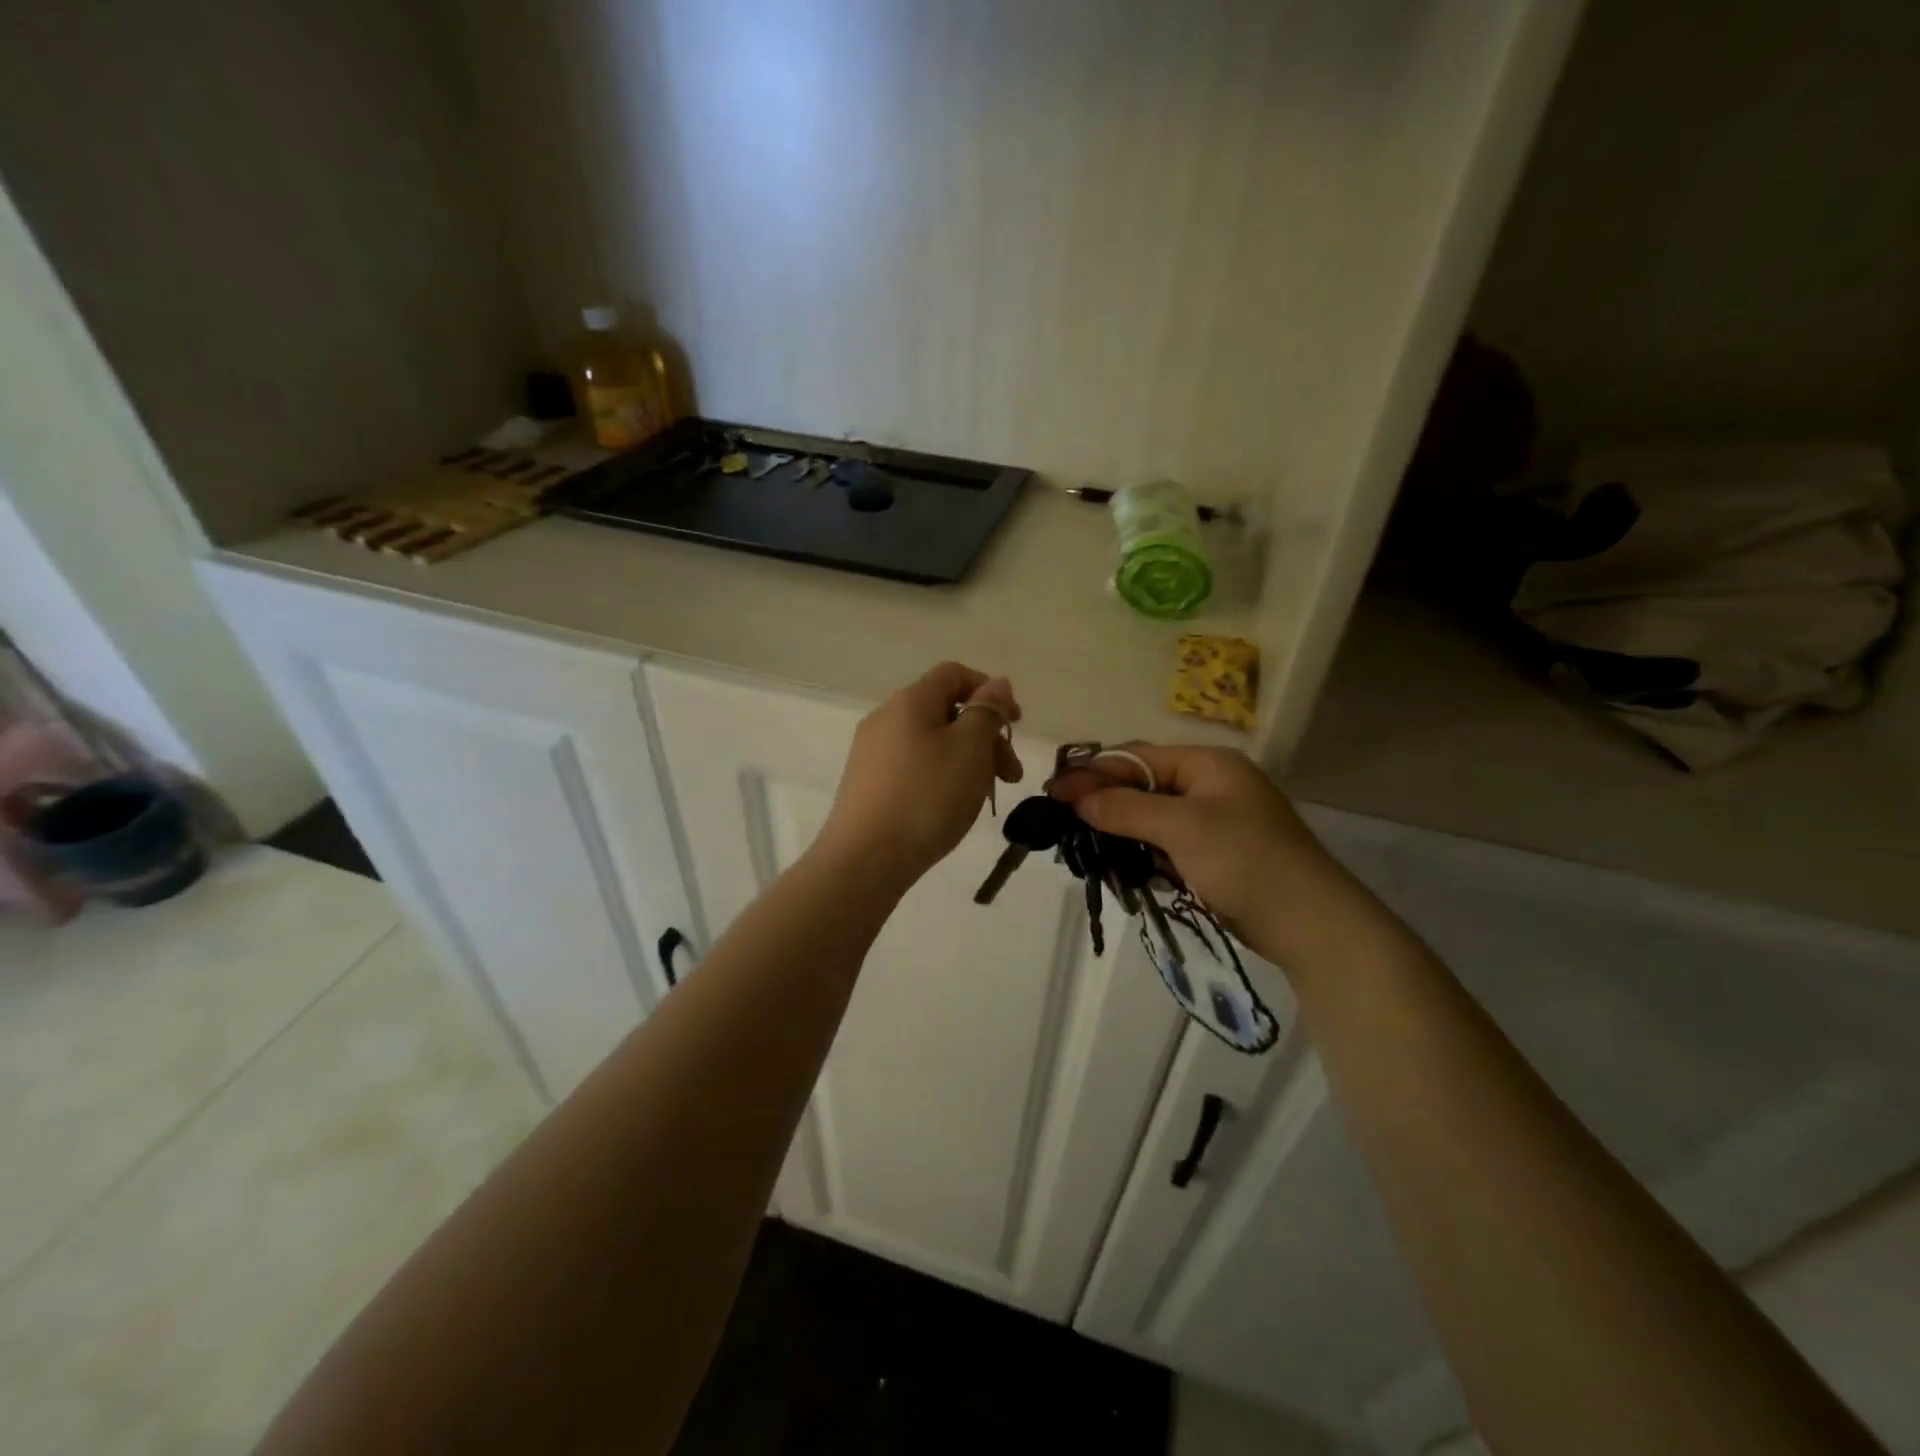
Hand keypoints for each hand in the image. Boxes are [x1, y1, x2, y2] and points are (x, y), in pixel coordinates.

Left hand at [817, 663, 1022, 885]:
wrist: (865, 859)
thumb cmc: (927, 797)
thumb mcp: (970, 749)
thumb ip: (986, 711)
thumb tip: (995, 685)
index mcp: (909, 701)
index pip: (954, 674)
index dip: (989, 690)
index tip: (1015, 722)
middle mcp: (885, 719)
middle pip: (945, 710)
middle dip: (985, 735)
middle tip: (1011, 774)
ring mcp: (872, 753)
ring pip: (931, 742)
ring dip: (967, 759)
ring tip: (986, 795)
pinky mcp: (868, 784)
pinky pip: (914, 766)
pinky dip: (941, 776)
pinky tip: (951, 807)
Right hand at [1051, 744, 1384, 972]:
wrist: (1311, 923)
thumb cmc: (1246, 861)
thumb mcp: (1182, 828)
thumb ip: (1126, 808)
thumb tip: (1076, 797)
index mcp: (1208, 764)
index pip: (1137, 758)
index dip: (1094, 773)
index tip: (1053, 791)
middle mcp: (1210, 785)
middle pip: (1143, 785)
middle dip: (1103, 801)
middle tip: (1062, 819)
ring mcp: (1213, 821)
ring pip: (1151, 817)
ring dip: (1119, 830)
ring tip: (1082, 846)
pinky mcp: (1214, 854)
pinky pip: (1166, 844)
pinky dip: (1141, 853)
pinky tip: (1118, 866)